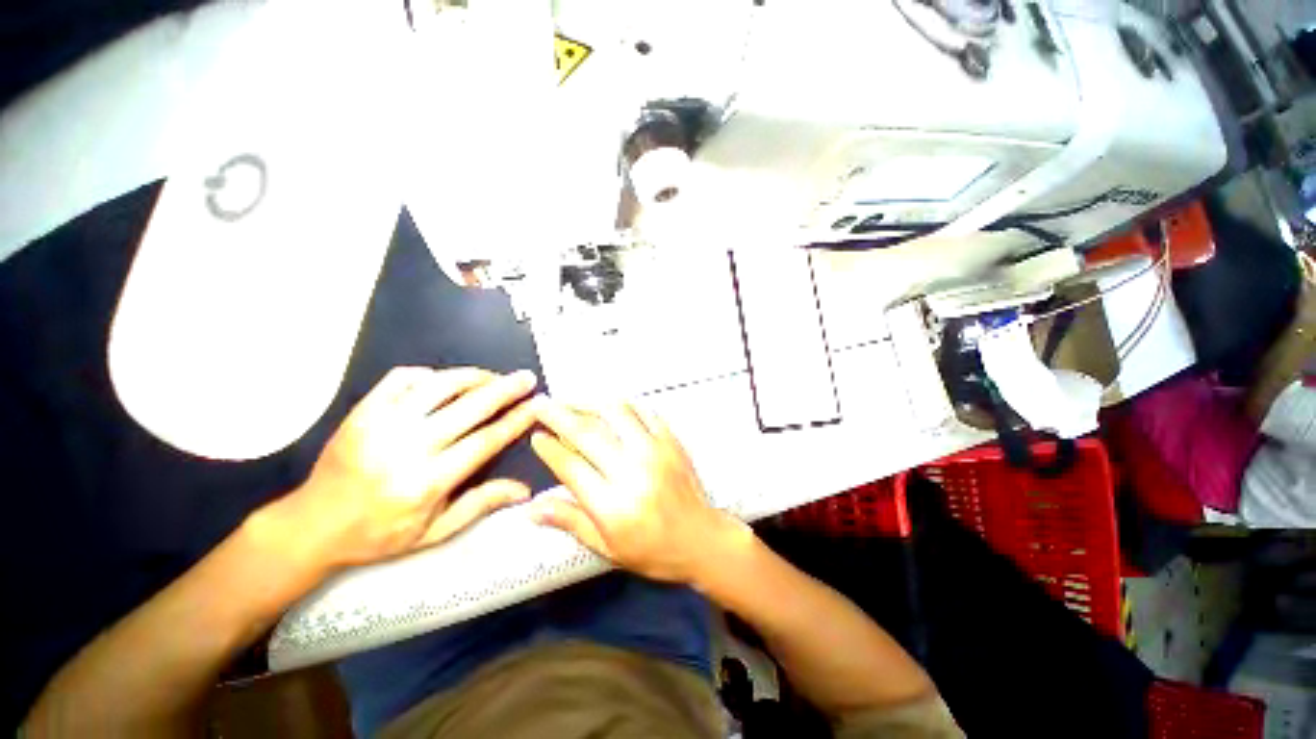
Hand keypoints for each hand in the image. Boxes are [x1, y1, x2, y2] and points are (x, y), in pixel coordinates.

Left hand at [283, 366, 538, 571]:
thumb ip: (480, 503)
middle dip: (504, 389)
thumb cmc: (379, 534)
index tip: (536, 405)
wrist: (312, 525)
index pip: (485, 441)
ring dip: (472, 376)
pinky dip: (430, 374)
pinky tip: (444, 381)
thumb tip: (524, 489)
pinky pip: (402, 378)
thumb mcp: (434, 531)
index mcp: (427, 482)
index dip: (516, 420)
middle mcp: (406, 448)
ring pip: (438, 386)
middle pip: (469, 407)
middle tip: (526, 377)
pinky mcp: (362, 411)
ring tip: (492, 377)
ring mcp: (381, 424)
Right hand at [529, 400, 740, 583]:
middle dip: (559, 415)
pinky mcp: (670, 441)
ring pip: (615, 413)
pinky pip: (643, 412)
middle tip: (541, 404)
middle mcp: (632, 472)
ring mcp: (654, 451)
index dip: (549, 449)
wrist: (700, 538)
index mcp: (612, 505)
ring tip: (573, 400)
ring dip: (589, 402)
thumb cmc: (652, 549)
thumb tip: (532, 508)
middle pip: (588, 433)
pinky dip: (622, 405)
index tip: (536, 436)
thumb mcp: (606, 547)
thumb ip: (570, 521)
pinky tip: (609, 407)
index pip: (571, 466)